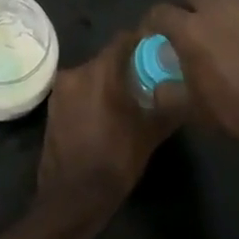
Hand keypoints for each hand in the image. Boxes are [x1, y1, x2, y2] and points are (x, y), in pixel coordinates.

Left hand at [35, 29, 182, 223]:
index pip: (124, 40)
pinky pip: (79, 91)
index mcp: (99, 72)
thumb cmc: (114, 161)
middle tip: (151, 79)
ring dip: (110, 82)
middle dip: (128, 66)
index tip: (160, 52)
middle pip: (108, 58)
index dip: (143, 43)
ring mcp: (60, 91)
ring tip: (132, 99)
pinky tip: (109, 114)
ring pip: (92, 75)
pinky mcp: (53, 108)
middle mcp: (75, 73)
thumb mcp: (149, 134)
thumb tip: (185, 88)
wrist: (72, 197)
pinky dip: (94, 95)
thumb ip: (168, 105)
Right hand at [144, 0, 238, 164]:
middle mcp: (221, 8)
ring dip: (217, 12)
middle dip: (186, 1)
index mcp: (193, 28)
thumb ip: (168, 94)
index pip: (160, 12)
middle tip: (186, 26)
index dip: (151, 23)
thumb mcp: (194, 111)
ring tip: (220, 40)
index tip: (152, 37)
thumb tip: (155, 89)